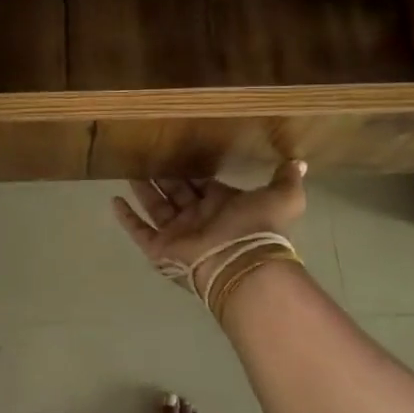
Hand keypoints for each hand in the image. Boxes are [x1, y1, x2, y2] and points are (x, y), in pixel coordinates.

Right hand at [112, 163, 307, 280]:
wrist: (241, 262)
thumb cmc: (257, 227)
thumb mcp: (281, 197)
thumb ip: (286, 179)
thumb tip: (299, 162)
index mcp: (221, 205)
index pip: (202, 183)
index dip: (192, 169)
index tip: (179, 150)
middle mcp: (197, 218)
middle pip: (176, 191)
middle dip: (163, 175)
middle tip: (147, 153)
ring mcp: (177, 234)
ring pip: (156, 207)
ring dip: (143, 189)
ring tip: (128, 168)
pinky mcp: (160, 248)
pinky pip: (139, 231)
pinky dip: (126, 218)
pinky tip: (113, 201)